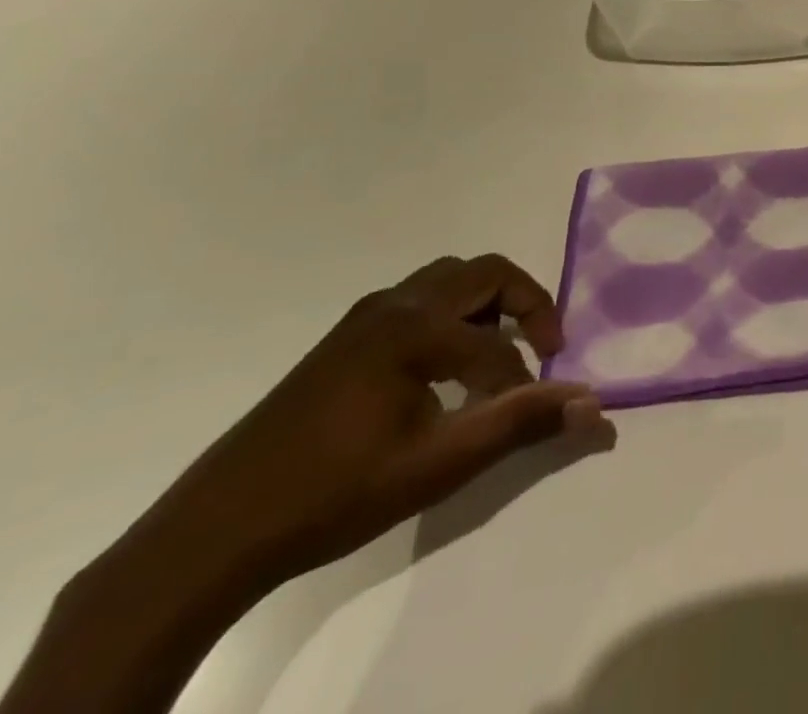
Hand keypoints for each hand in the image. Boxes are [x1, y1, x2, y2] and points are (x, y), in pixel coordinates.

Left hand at [0, 255, 611, 713]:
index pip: (498, 341)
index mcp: (414, 327)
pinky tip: (443, 370)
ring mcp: (364, 318)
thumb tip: (595, 404)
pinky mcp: (344, 339)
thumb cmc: (335, 493)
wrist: (212, 534)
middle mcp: (393, 305)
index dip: (528, 376)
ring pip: (448, 282)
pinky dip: (453, 316)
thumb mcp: (438, 464)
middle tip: (542, 347)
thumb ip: (521, 423)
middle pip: (483, 273)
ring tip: (497, 355)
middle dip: (524, 303)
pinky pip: (419, 301)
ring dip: (487, 305)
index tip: (538, 410)